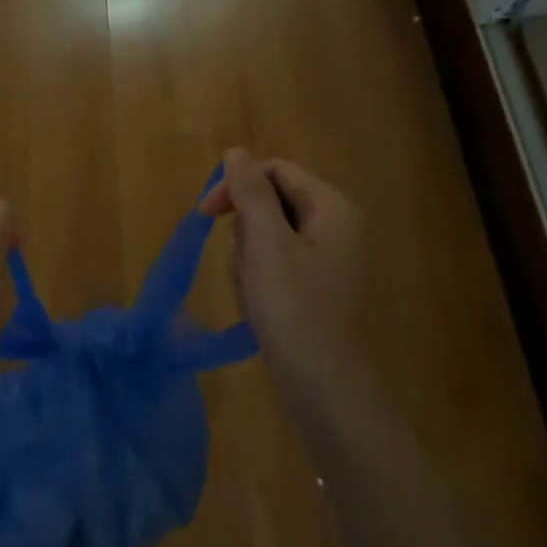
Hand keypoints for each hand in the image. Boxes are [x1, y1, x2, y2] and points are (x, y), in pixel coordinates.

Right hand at [200, 149, 367, 413]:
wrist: (331, 395)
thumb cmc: (296, 313)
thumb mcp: (266, 245)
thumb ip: (251, 192)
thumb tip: (237, 151)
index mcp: (334, 209)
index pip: (276, 171)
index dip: (236, 186)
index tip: (205, 215)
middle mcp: (341, 229)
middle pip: (274, 205)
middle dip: (246, 232)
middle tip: (243, 267)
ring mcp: (336, 263)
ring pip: (272, 239)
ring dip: (250, 261)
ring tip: (253, 295)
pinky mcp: (325, 292)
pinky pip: (282, 267)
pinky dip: (263, 282)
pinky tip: (261, 310)